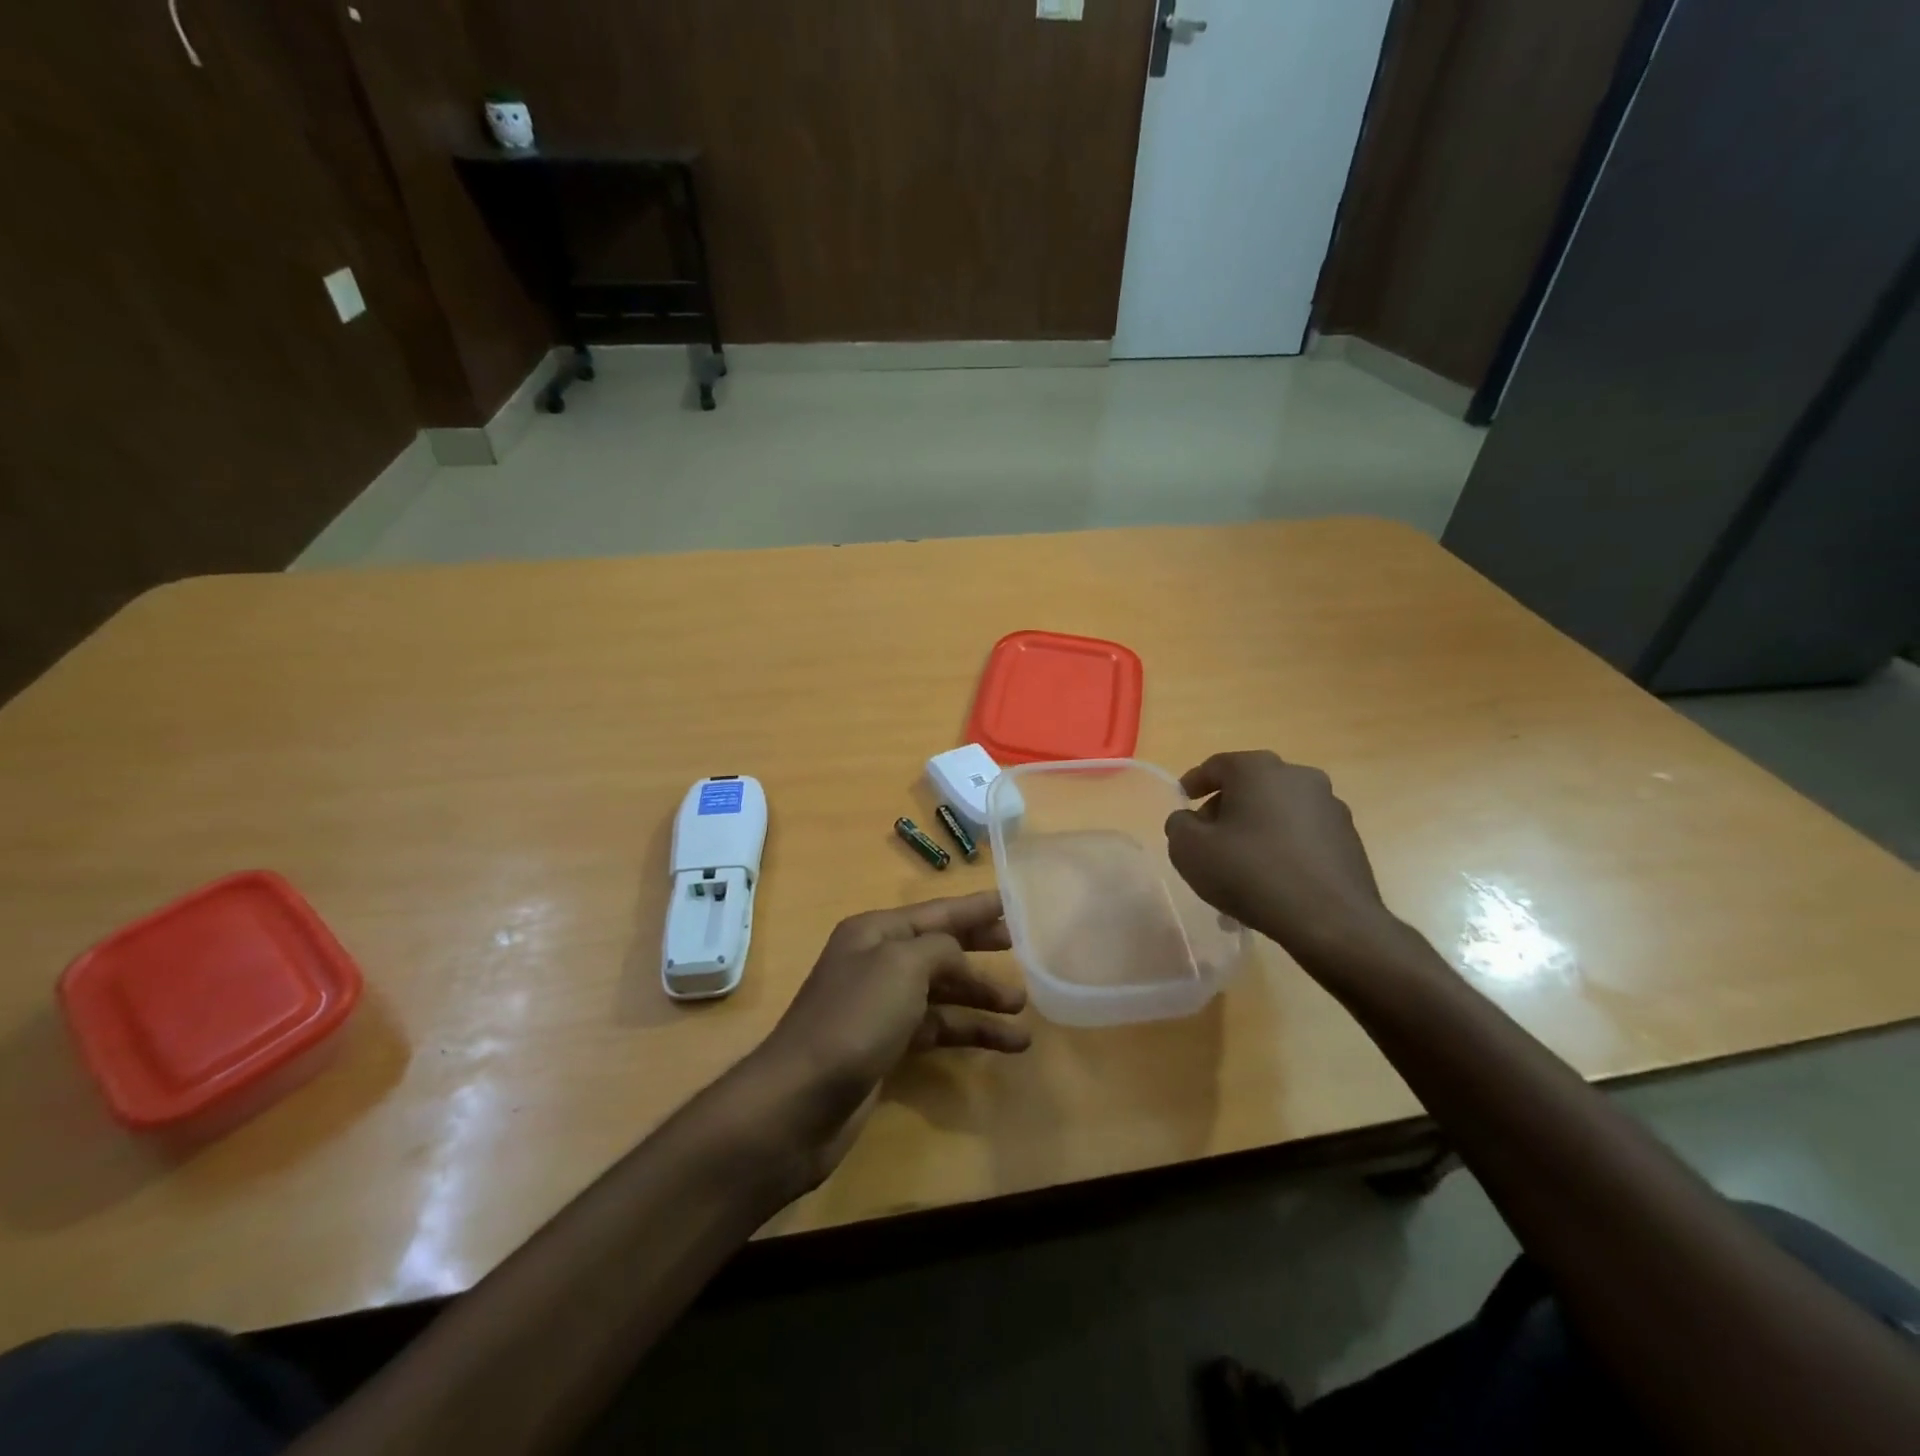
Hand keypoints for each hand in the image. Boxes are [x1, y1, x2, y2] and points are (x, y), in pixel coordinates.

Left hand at [745, 890, 1028, 1184]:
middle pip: (938, 949)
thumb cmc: (854, 1019)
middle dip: (978, 949)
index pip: (935, 912)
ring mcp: (880, 1007)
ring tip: (1022, 1010)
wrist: (800, 1101)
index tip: (1010, 904)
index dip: (973, 909)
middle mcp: (876, 963)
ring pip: (942, 993)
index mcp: (875, 932)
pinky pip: (937, 1028)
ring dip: (981, 999)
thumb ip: (939, 949)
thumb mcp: (901, 966)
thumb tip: (957, 958)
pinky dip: (968, 1032)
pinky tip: (1004, 1044)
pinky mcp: (886, 1047)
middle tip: (1019, 949)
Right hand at [1164, 751, 1397, 966]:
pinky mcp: (1348, 837)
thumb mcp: (1189, 850)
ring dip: (1255, 829)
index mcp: (1258, 769)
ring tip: (1240, 867)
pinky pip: (1302, 834)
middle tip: (1207, 839)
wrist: (1331, 921)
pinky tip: (1272, 880)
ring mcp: (1329, 806)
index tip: (1183, 802)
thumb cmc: (1251, 874)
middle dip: (1225, 809)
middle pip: (1249, 785)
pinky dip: (1282, 847)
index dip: (1193, 783)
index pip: (1216, 766)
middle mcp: (1298, 776)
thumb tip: (1189, 821)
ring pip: (1277, 811)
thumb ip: (1179, 825)